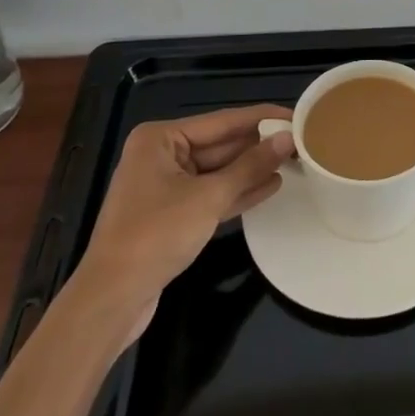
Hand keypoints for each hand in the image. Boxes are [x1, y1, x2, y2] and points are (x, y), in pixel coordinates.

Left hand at [64, 106, 294, 343]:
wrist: (112, 300)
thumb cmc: (156, 236)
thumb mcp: (209, 197)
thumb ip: (250, 166)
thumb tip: (287, 140)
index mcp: (161, 139)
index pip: (223, 121)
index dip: (262, 118)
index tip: (298, 115)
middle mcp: (161, 155)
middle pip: (221, 144)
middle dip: (259, 145)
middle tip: (302, 141)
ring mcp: (166, 186)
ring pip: (219, 171)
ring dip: (253, 169)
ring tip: (294, 162)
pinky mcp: (172, 215)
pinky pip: (212, 194)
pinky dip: (238, 191)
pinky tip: (271, 186)